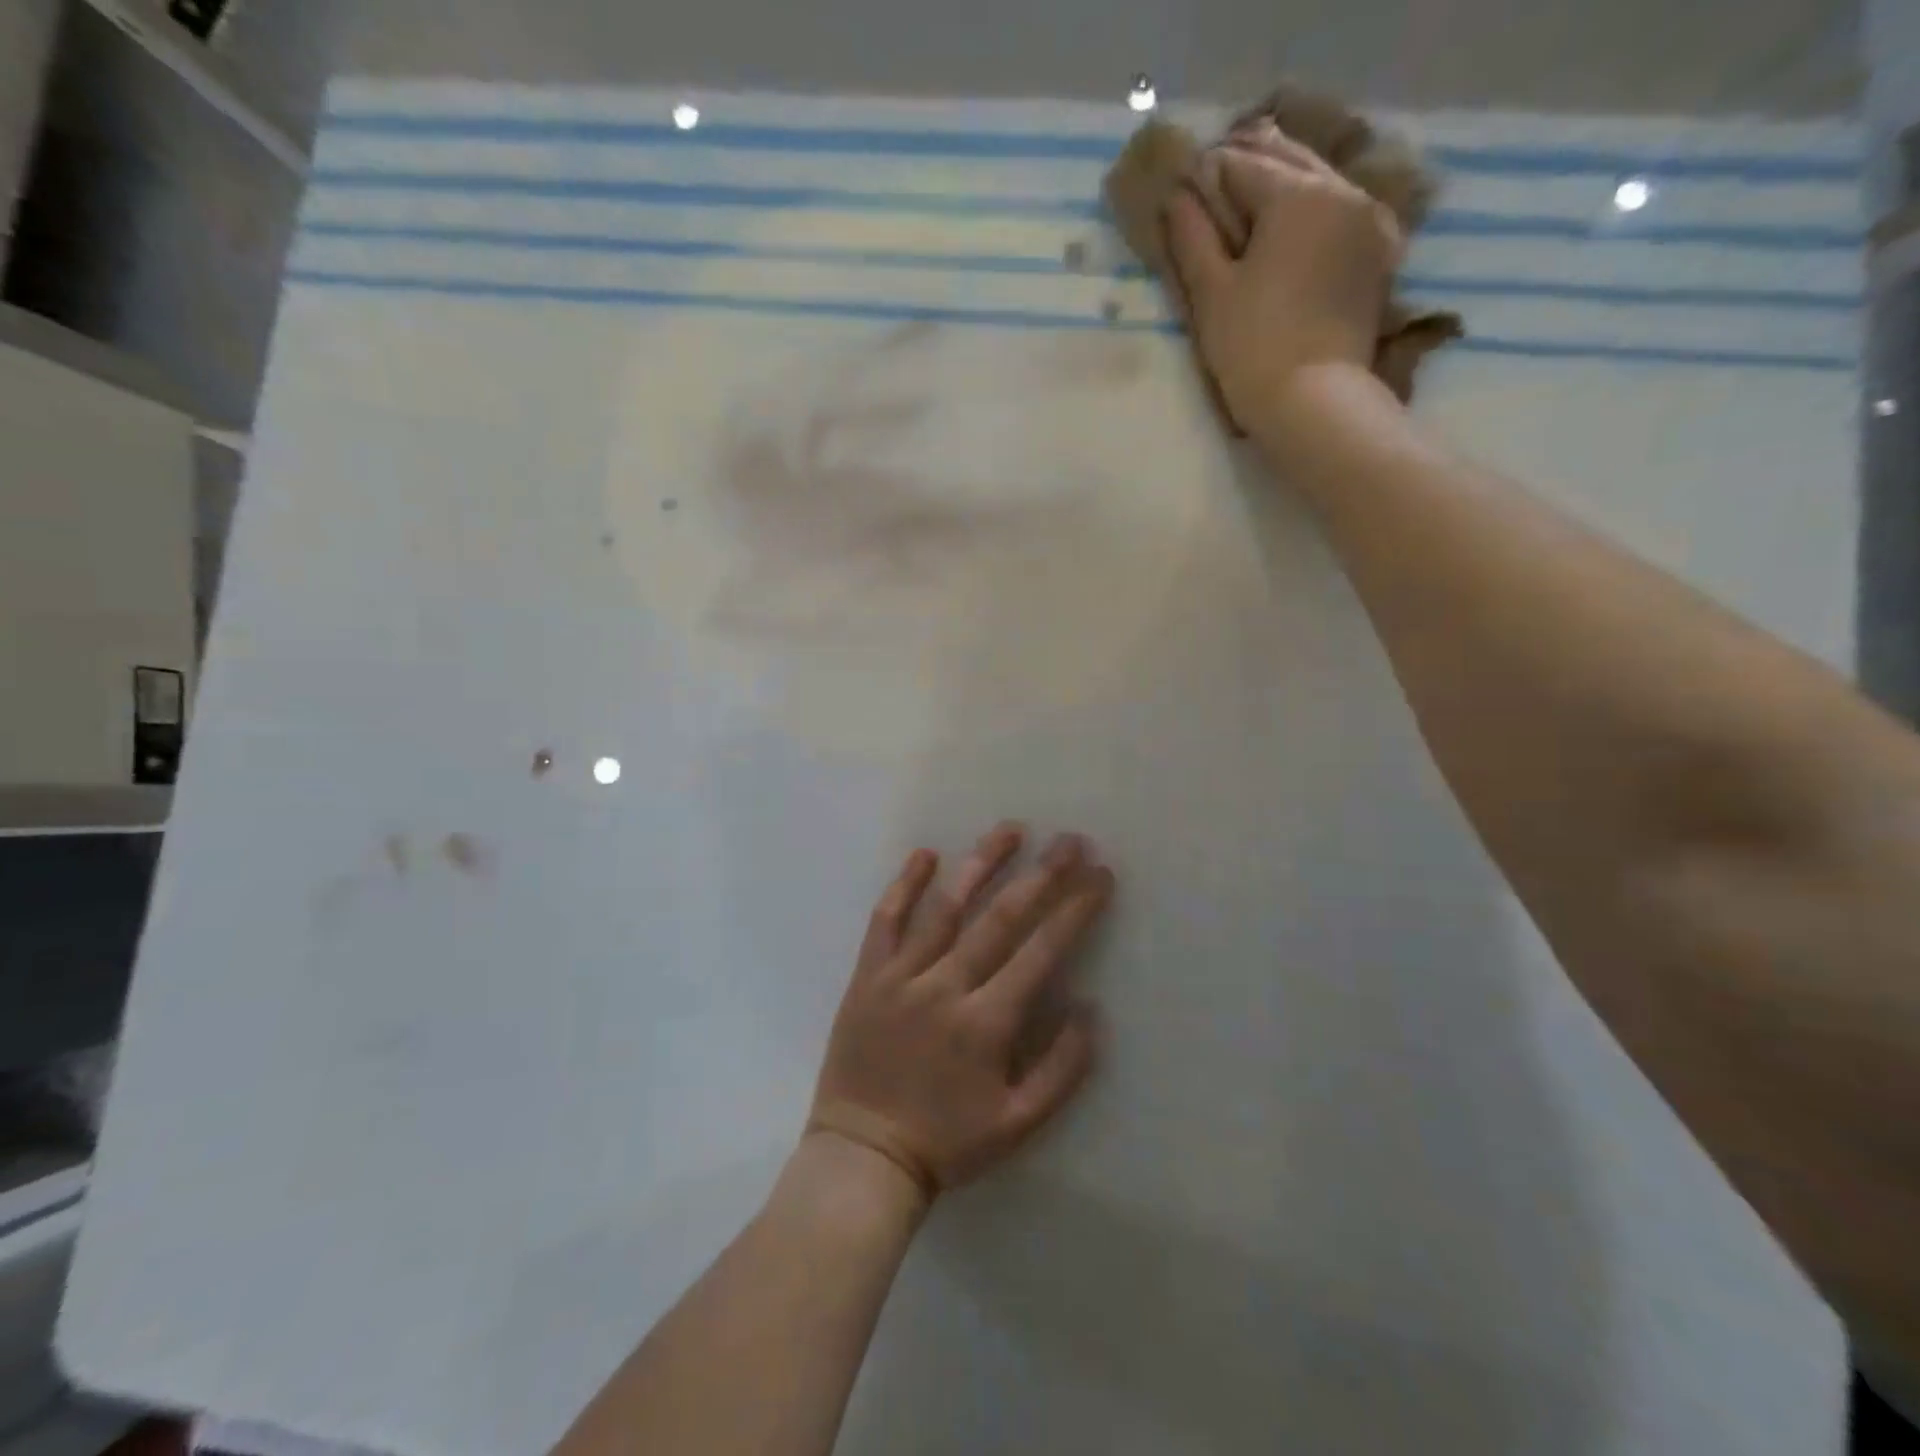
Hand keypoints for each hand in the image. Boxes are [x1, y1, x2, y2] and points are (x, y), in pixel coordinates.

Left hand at [807, 823, 1112, 1203]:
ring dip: (981, 864)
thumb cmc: (946, 1142)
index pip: (1041, 951)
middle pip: (1000, 918)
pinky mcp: (868, 976)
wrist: (863, 1156)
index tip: (1100, 875)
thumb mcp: (1018, 1124)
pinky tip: (925, 854)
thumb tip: (1090, 1009)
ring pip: (946, 908)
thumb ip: (1061, 1068)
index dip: (1075, 910)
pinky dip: (904, 884)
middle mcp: (946, 987)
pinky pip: (885, 920)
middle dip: (1042, 876)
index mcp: (986, 1023)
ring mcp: (902, 976)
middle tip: (1071, 841)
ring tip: (1011, 829)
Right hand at [1165, 124, 1405, 441]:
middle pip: (1288, 158)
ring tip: (1251, 203)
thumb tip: (1178, 195)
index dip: (1207, 174)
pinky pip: (1341, 210)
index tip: (1186, 186)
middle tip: (1216, 184)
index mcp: (1296, 193)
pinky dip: (1314, 209)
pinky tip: (1292, 228)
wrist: (1314, 401)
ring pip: (1319, 180)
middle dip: (1250, 164)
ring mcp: (1368, 218)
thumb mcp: (1211, 293)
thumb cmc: (1252, 348)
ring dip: (1284, 183)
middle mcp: (1341, 190)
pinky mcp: (1378, 252)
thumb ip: (1192, 236)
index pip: (1241, 164)